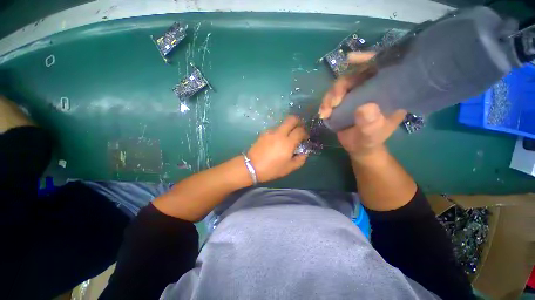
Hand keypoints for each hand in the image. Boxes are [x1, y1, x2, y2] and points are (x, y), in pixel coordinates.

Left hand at [247, 116, 308, 181]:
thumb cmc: (272, 169)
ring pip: (283, 124)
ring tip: (287, 137)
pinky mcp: (264, 133)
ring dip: (288, 127)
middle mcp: (280, 133)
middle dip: (298, 121)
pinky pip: (275, 129)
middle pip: (291, 119)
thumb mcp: (289, 168)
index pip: (300, 130)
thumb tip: (304, 152)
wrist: (252, 167)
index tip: (305, 137)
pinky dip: (279, 132)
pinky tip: (277, 141)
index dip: (305, 132)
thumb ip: (300, 159)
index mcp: (288, 142)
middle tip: (299, 129)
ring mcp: (270, 132)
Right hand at [318, 52, 405, 160]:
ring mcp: (357, 94)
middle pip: (355, 76)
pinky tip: (323, 114)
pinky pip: (333, 96)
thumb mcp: (372, 135)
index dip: (367, 59)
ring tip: (325, 112)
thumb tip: (365, 108)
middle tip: (333, 102)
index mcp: (389, 92)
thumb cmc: (370, 141)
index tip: (351, 60)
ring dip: (330, 97)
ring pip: (341, 86)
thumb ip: (370, 124)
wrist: (359, 147)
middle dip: (340, 86)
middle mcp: (373, 89)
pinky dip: (325, 104)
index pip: (381, 67)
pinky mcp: (345, 101)